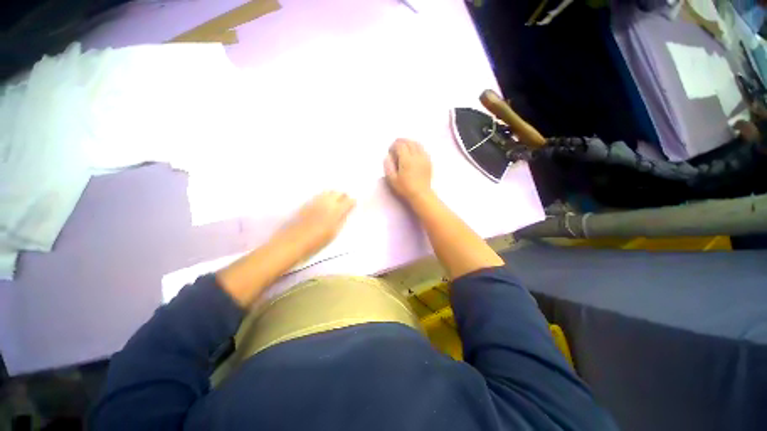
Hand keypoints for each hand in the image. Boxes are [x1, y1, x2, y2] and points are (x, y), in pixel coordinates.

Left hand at [272, 191, 355, 260]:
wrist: (292, 241)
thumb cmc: (316, 241)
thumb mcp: (334, 233)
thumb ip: (342, 220)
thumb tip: (346, 212)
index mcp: (336, 211)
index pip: (349, 201)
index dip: (352, 202)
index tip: (353, 205)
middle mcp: (327, 202)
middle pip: (338, 192)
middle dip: (343, 196)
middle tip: (345, 203)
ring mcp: (315, 201)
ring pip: (328, 191)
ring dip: (333, 195)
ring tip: (334, 202)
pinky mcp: (306, 202)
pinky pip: (319, 195)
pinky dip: (324, 196)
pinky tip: (323, 203)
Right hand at [384, 138, 432, 201]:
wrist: (421, 194)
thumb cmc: (405, 188)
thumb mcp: (392, 179)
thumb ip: (388, 166)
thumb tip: (388, 156)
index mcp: (406, 160)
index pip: (400, 145)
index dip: (393, 145)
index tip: (390, 150)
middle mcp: (416, 156)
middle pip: (409, 142)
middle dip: (401, 141)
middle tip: (396, 146)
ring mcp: (424, 158)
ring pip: (417, 144)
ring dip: (409, 143)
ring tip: (404, 147)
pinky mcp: (428, 161)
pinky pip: (423, 149)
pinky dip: (417, 147)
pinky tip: (414, 152)